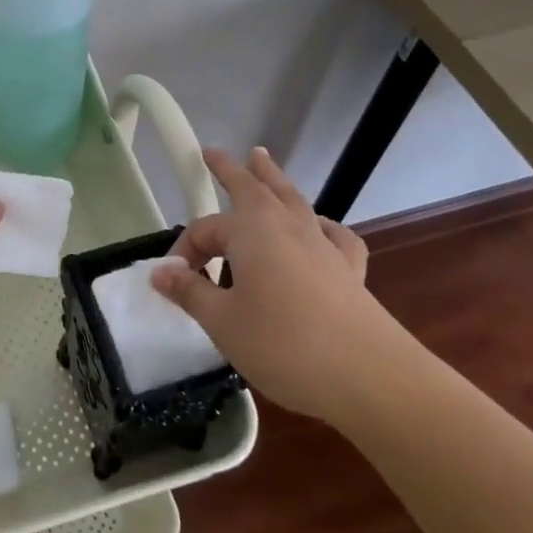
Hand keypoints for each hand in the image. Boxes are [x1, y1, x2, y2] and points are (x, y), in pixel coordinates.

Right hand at [149, 146, 410, 424]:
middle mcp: (286, 226)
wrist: (371, 378)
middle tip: (214, 153)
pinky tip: (319, 231)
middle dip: (231, 170)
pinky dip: (321, 226)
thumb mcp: (223, 322)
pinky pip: (332, 235)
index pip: (205, 231)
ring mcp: (323, 245)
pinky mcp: (350, 271)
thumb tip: (161, 273)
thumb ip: (191, 293)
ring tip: (262, 160)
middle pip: (255, 187)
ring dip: (274, 179)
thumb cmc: (284, 345)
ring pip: (293, 200)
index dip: (184, 254)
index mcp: (251, 230)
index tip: (172, 284)